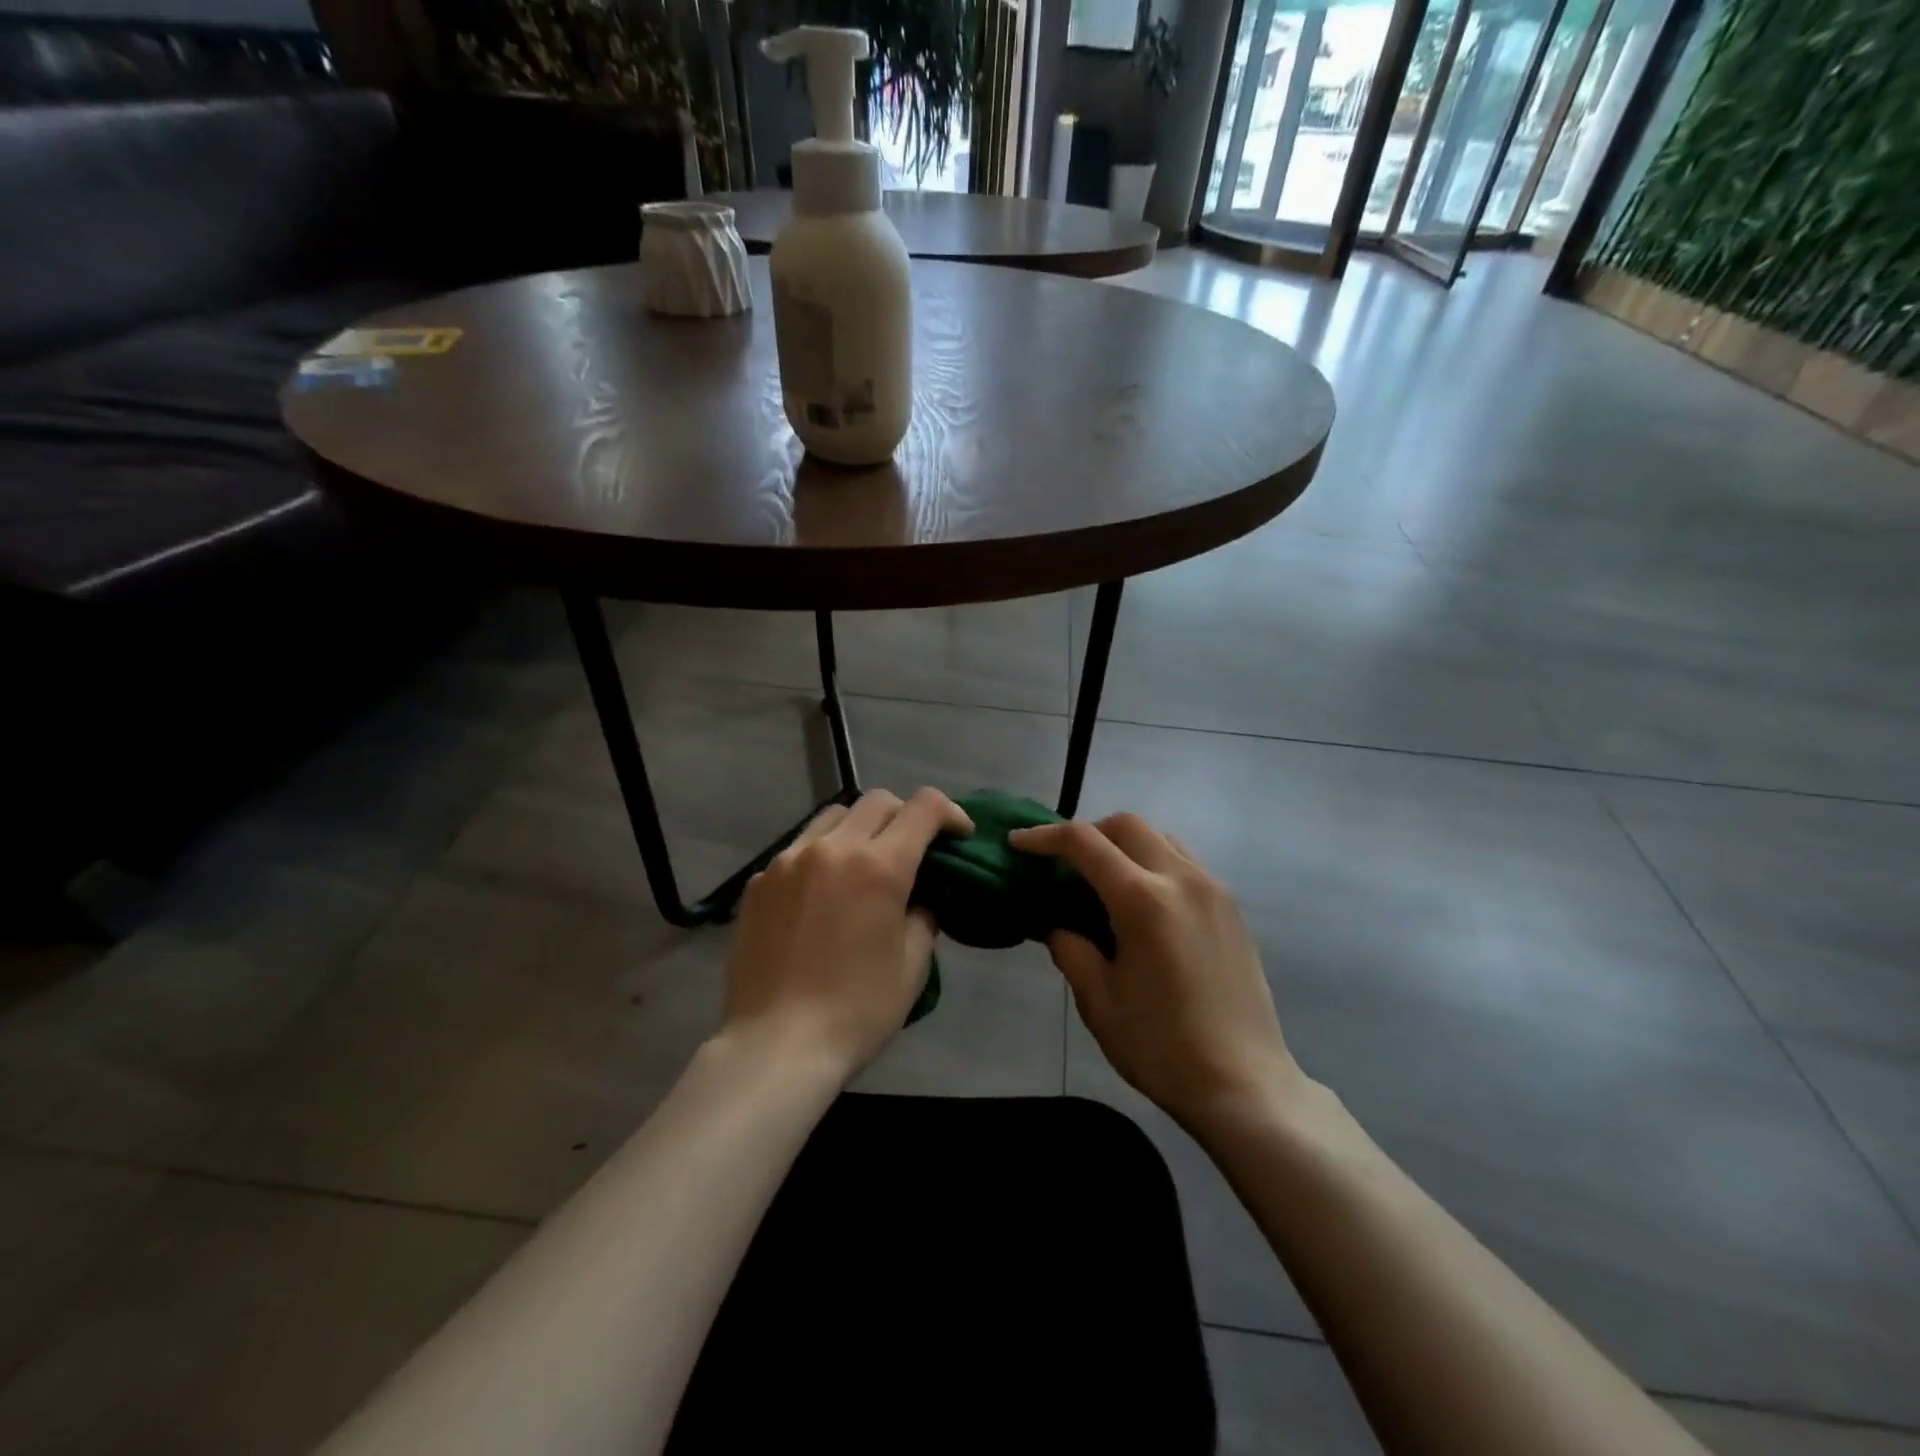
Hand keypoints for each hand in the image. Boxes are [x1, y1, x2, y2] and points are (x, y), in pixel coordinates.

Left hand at [721, 787, 972, 1079]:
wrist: (777, 1045)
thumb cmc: (857, 1010)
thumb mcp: (912, 966)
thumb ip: (924, 916)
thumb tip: (920, 898)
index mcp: (879, 866)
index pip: (923, 807)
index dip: (950, 813)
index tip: (958, 835)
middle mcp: (833, 848)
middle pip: (878, 801)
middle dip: (906, 816)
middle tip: (914, 850)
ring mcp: (789, 860)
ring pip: (834, 816)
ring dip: (860, 828)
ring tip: (864, 864)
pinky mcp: (759, 880)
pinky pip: (799, 848)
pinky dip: (822, 855)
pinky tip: (822, 894)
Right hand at [1010, 813, 1307, 1132]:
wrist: (1245, 1084)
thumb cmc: (1162, 1047)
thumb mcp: (1099, 1001)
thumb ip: (1071, 950)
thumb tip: (1059, 926)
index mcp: (1143, 900)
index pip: (1084, 843)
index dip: (1044, 836)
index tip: (1018, 843)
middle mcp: (1182, 879)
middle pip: (1127, 825)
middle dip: (1088, 832)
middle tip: (1063, 863)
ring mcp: (1213, 890)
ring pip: (1161, 838)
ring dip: (1125, 844)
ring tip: (1104, 880)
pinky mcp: (1232, 908)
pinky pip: (1185, 862)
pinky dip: (1154, 863)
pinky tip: (1144, 903)